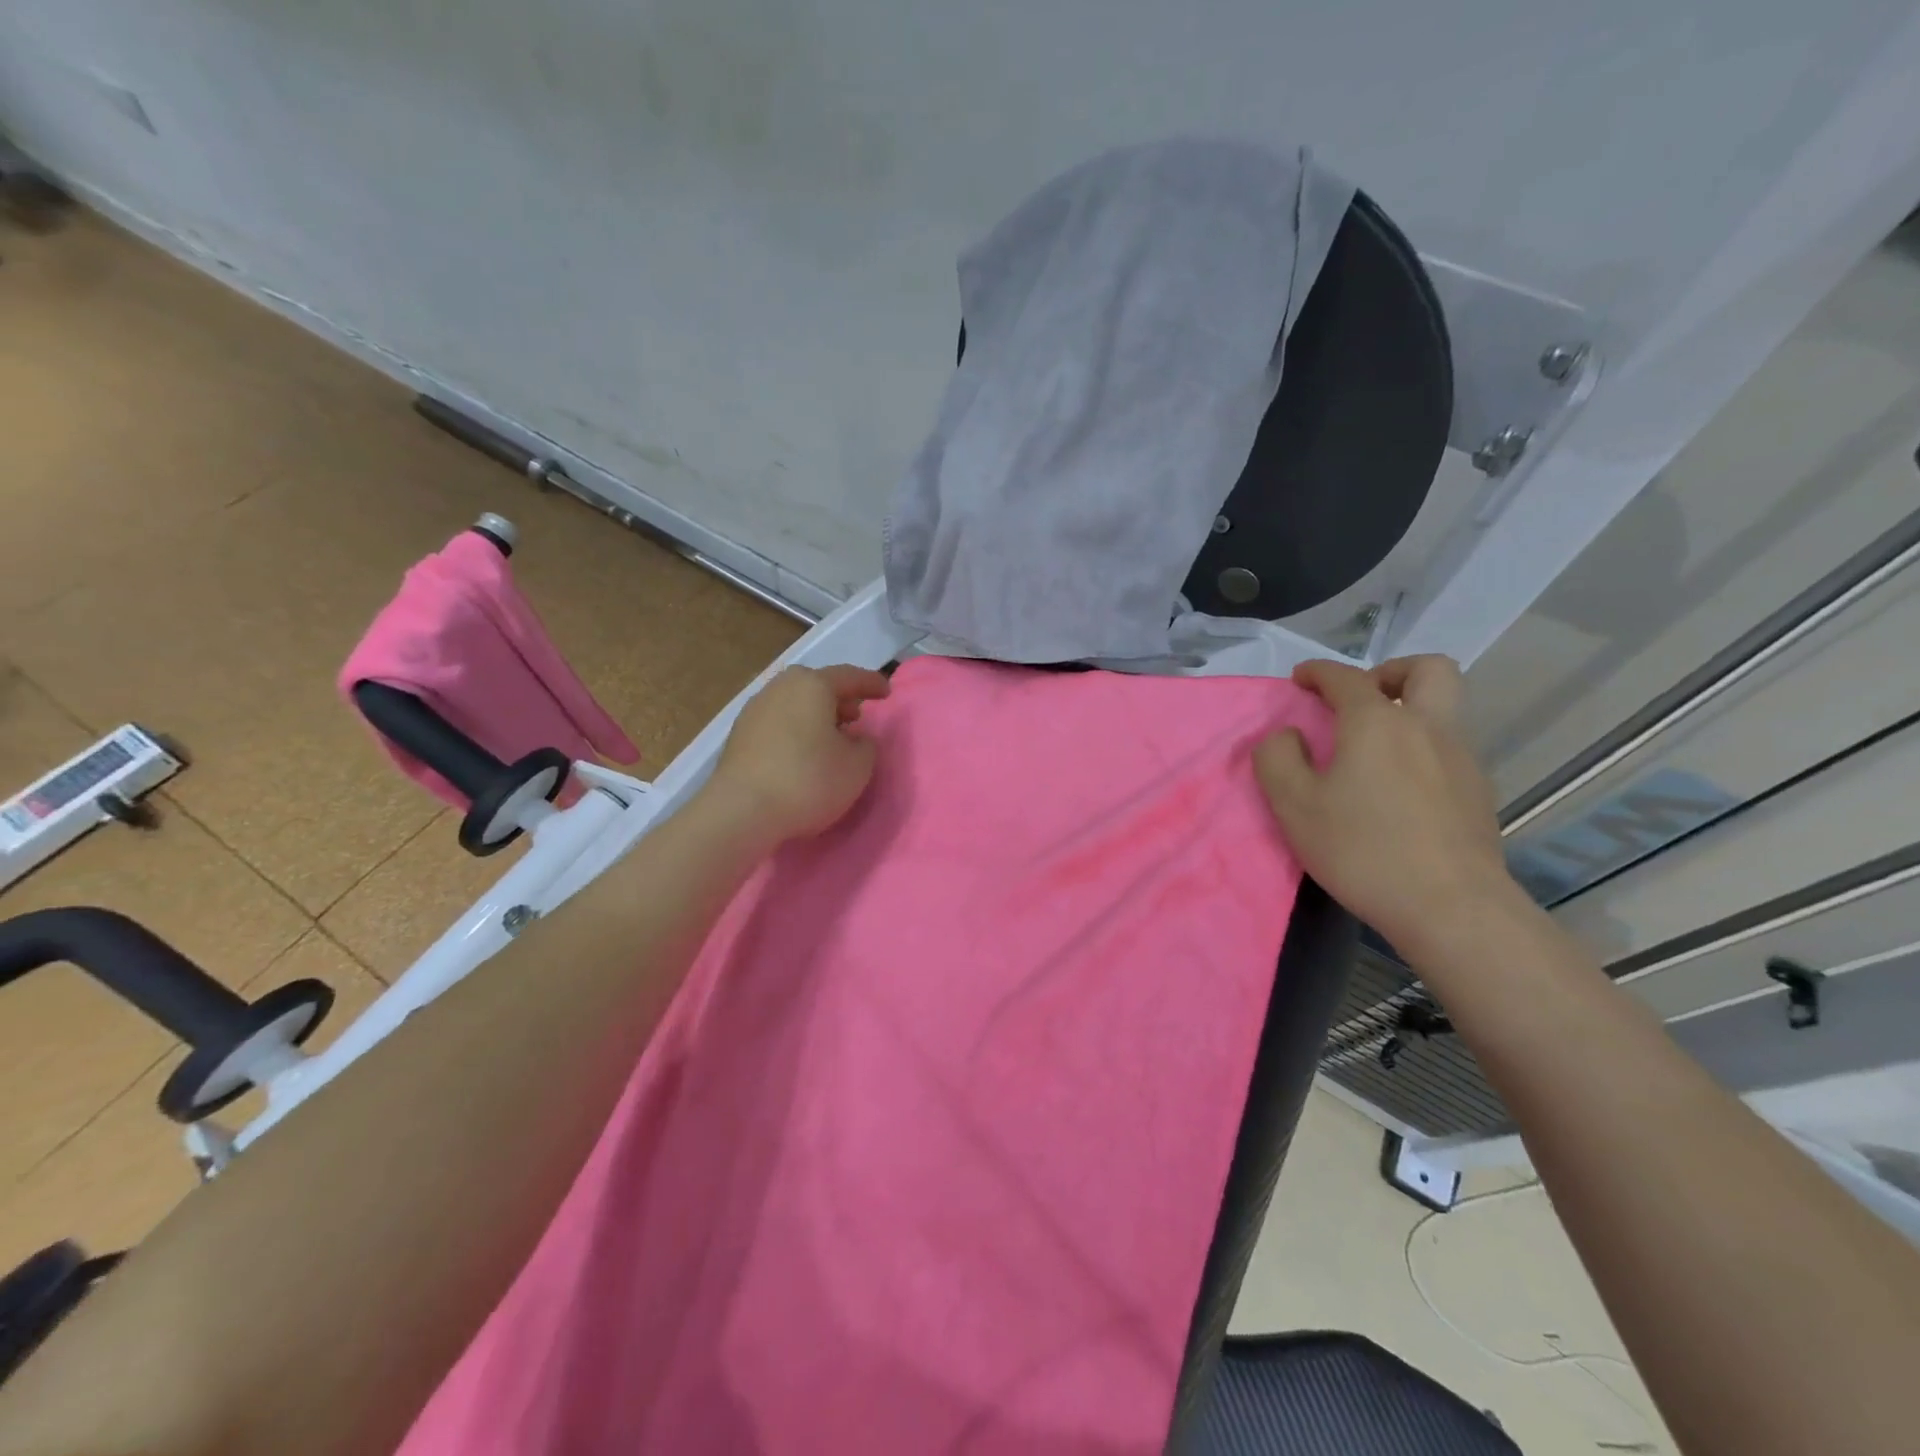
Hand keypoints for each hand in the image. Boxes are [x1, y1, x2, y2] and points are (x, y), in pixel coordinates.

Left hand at [707, 665, 891, 845]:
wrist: (741, 811)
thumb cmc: (808, 780)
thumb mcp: (858, 766)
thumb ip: (866, 745)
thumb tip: (855, 738)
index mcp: (812, 685)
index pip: (849, 676)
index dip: (871, 683)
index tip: (886, 692)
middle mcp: (780, 688)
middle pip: (815, 685)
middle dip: (838, 698)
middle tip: (855, 716)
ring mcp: (754, 710)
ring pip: (793, 703)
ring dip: (814, 715)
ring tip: (829, 738)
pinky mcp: (738, 736)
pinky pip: (777, 723)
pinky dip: (795, 730)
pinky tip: (802, 754)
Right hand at [1253, 655, 1520, 956]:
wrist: (1451, 906)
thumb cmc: (1362, 849)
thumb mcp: (1294, 805)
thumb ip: (1277, 758)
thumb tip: (1287, 736)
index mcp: (1377, 722)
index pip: (1346, 677)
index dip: (1318, 672)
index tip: (1300, 679)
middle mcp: (1427, 726)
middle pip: (1427, 669)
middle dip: (1391, 672)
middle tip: (1362, 699)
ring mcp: (1462, 758)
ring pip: (1445, 708)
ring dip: (1410, 710)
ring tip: (1375, 749)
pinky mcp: (1479, 792)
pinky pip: (1450, 748)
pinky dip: (1422, 748)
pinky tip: (1400, 789)